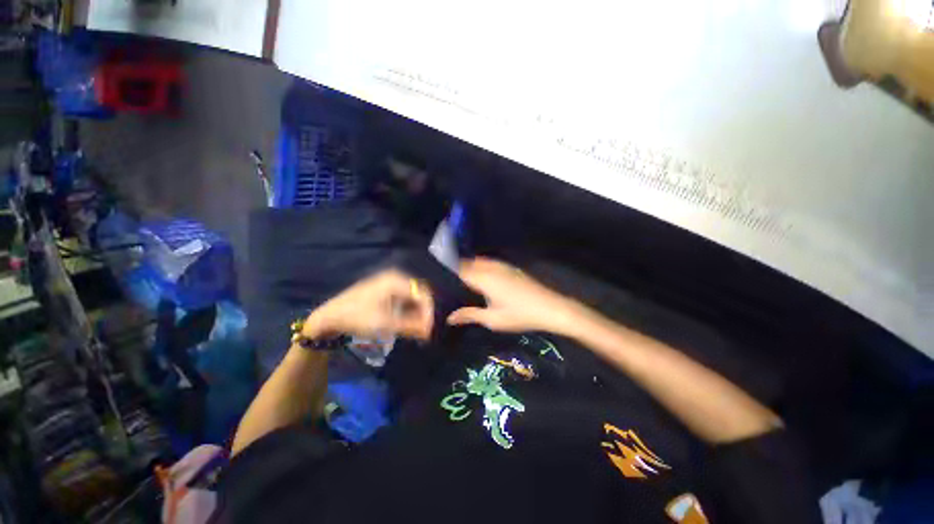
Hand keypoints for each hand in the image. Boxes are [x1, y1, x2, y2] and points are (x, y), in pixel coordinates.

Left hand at [304, 269, 433, 340]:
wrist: (329, 317)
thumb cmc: (356, 317)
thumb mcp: (385, 323)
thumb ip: (411, 326)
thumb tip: (429, 331)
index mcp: (396, 280)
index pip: (422, 293)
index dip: (429, 311)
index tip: (430, 329)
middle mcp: (395, 278)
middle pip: (418, 294)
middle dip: (424, 312)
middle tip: (425, 330)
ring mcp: (389, 283)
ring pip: (411, 297)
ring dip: (416, 313)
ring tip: (417, 329)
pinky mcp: (384, 290)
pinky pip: (403, 299)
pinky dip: (408, 311)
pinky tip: (407, 323)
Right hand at [447, 258, 581, 334]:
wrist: (550, 307)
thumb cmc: (520, 315)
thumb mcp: (492, 319)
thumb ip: (469, 315)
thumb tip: (449, 317)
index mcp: (483, 278)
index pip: (459, 270)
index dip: (447, 272)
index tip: (437, 279)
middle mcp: (490, 267)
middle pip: (467, 263)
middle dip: (456, 269)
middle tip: (447, 282)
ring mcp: (501, 265)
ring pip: (478, 261)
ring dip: (468, 266)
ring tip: (460, 280)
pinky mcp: (509, 267)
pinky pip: (488, 262)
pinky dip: (479, 266)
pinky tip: (479, 278)